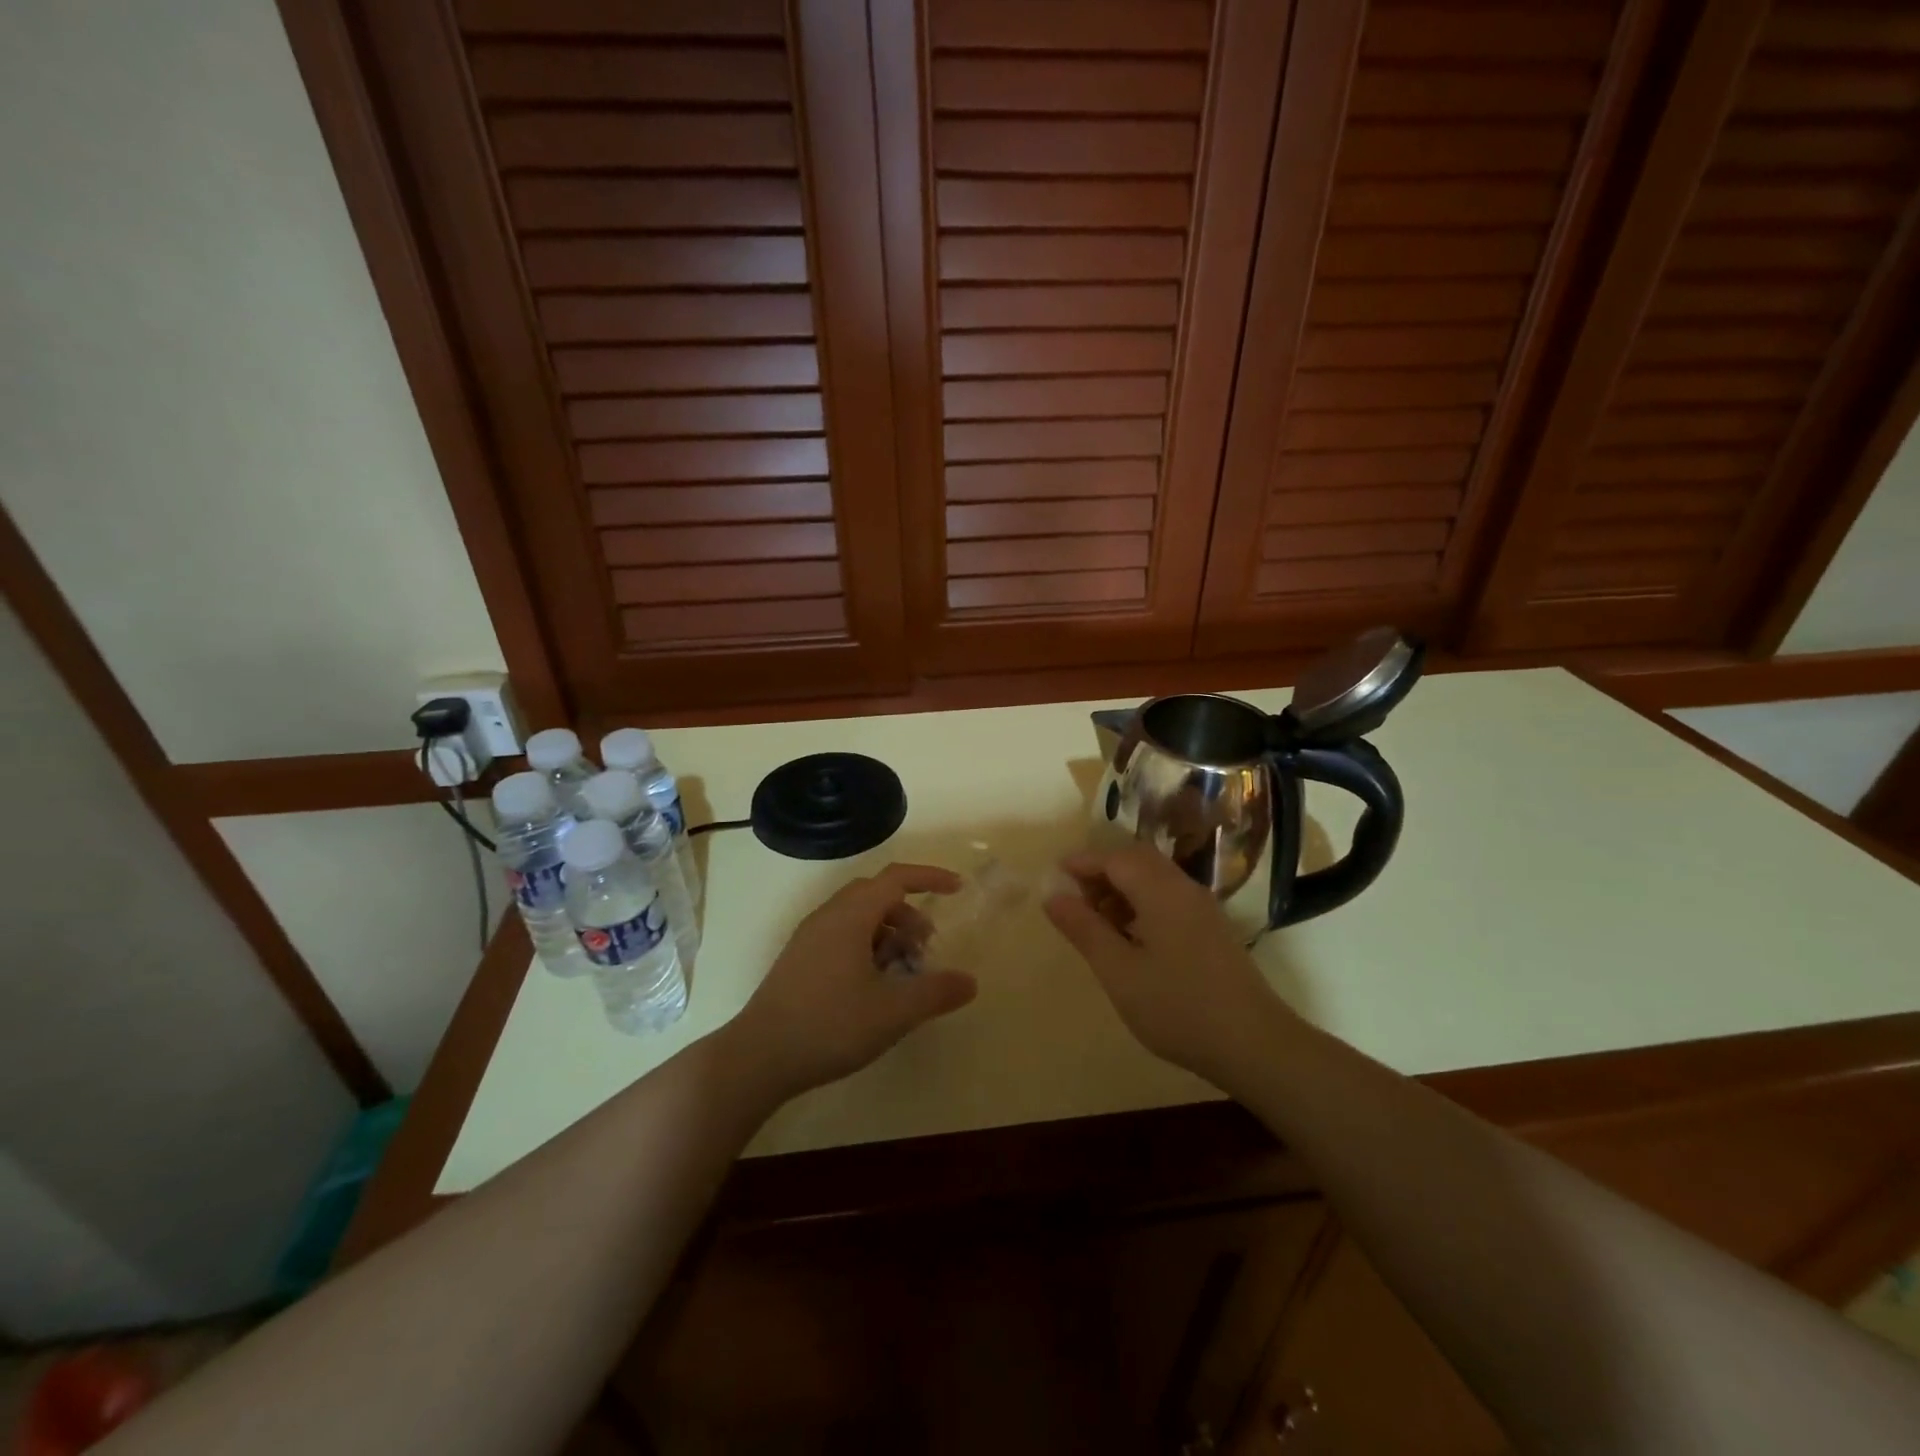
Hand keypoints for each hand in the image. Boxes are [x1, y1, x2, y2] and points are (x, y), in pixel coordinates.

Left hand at [727, 864, 976, 1100]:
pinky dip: (867, 947)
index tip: (957, 889)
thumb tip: (970, 982)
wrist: (758, 1057)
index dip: (930, 878)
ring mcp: (809, 938)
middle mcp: (828, 916)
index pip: (896, 878)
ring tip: (902, 973)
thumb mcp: (893, 1012)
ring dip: (888, 934)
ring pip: (858, 918)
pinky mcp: (799, 960)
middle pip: (876, 895)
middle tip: (926, 948)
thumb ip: (936, 993)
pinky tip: (872, 988)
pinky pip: (841, 936)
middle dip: (909, 914)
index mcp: (850, 916)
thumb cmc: (829, 1025)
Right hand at [1044, 844, 1285, 1089]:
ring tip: (1096, 921)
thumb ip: (1084, 929)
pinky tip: (1130, 939)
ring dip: (1122, 889)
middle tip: (1074, 897)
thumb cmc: (1178, 1007)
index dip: (1083, 862)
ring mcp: (1203, 909)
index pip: (1115, 858)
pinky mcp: (1212, 930)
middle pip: (1138, 861)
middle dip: (1102, 871)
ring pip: (1155, 880)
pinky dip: (1142, 904)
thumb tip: (1053, 895)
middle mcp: (1184, 889)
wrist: (1255, 1044)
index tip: (1054, 875)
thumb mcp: (1119, 971)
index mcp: (1161, 891)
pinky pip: (1170, 899)